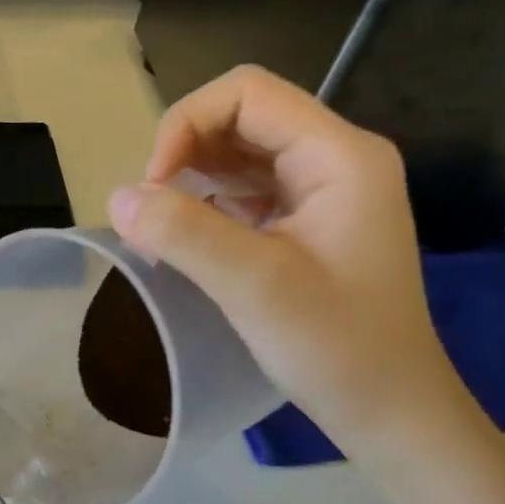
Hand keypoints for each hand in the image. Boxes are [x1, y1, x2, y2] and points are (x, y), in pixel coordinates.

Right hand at [109, 65, 464, 455]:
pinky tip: (183, 242)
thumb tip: (116, 197)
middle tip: (149, 213)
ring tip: (159, 229)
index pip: (247, 94)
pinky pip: (244, 194)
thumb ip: (185, 234)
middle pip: (241, 119)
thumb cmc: (336, 347)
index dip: (185, 126)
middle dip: (183, 154)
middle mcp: (334, 160)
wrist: (388, 409)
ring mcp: (321, 193)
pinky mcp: (305, 225)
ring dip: (190, 181)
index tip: (152, 188)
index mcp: (338, 155)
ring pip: (238, 156)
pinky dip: (205, 208)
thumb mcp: (256, 286)